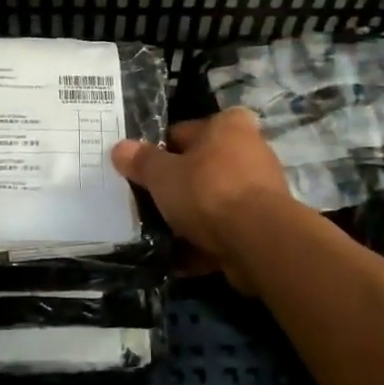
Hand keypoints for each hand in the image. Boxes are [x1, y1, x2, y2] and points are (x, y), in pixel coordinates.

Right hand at [111, 110, 291, 288]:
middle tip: (147, 203)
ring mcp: (260, 189)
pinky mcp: (263, 224)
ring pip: (212, 201)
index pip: (182, 131)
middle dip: (176, 186)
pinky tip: (179, 258)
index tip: (140, 171)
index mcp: (227, 125)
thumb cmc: (207, 191)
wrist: (258, 240)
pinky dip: (204, 242)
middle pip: (200, 167)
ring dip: (189, 218)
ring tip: (160, 233)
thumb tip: (120, 148)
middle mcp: (249, 150)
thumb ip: (140, 161)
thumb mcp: (162, 174)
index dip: (158, 150)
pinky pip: (225, 229)